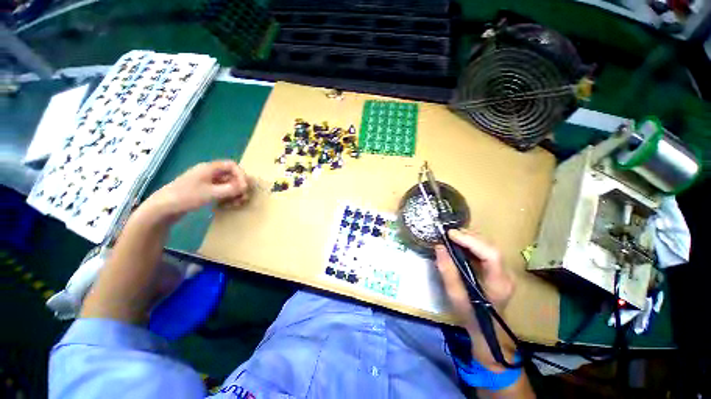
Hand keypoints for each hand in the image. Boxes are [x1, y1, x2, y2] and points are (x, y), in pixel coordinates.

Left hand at [145, 160, 251, 219]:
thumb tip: (246, 186)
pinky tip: (226, 205)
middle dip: (239, 186)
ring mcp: (206, 183)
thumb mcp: (210, 193)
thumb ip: (230, 189)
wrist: (162, 208)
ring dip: (234, 193)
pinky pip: (221, 191)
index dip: (241, 175)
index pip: (232, 165)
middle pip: (231, 176)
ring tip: (236, 204)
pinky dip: (227, 197)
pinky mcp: (204, 191)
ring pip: (227, 185)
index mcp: (209, 168)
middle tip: (243, 197)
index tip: (244, 187)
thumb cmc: (186, 197)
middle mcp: (209, 173)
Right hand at [434, 229, 514, 330]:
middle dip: (469, 237)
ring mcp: (504, 271)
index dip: (471, 241)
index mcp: (499, 283)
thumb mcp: (455, 296)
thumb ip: (447, 271)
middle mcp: (506, 274)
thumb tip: (439, 247)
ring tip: (452, 237)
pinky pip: (485, 251)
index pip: (490, 255)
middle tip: (449, 234)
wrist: (488, 331)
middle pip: (490, 247)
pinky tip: (460, 244)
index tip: (451, 235)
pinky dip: (472, 245)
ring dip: (470, 239)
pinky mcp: (498, 270)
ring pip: (489, 246)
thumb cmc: (471, 316)